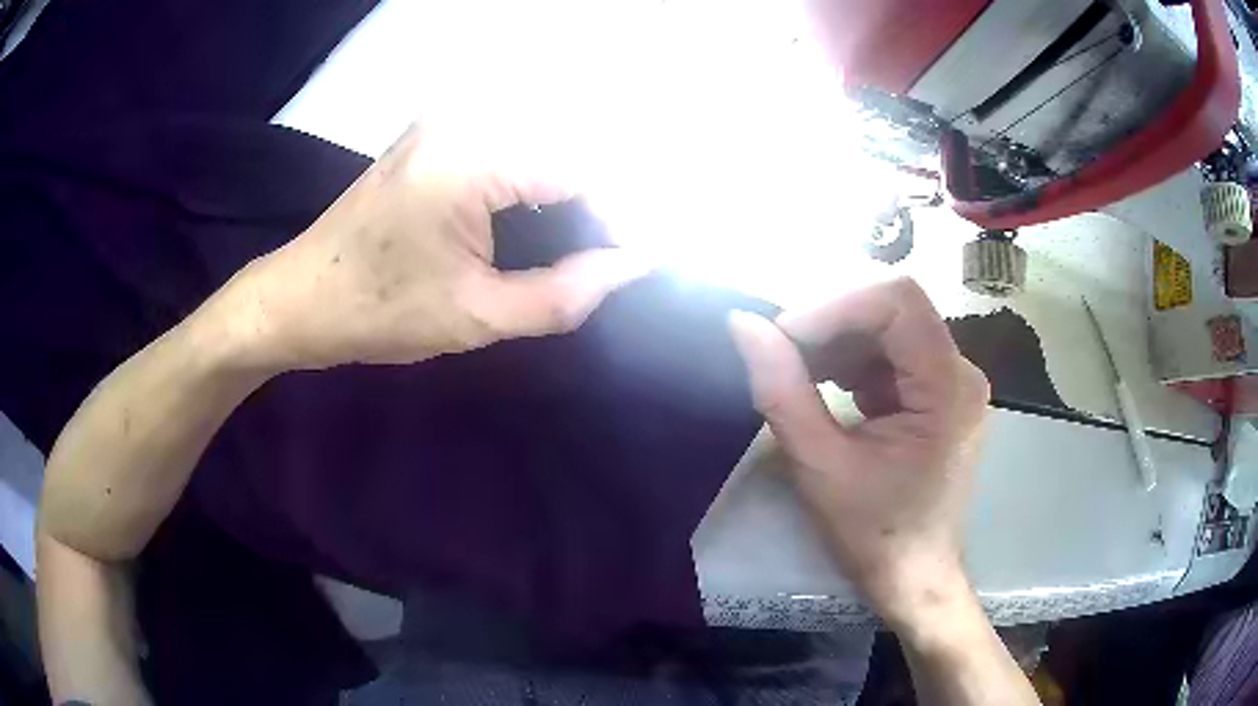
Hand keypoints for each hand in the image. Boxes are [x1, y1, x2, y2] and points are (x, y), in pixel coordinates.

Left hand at [233, 123, 647, 369]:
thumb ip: (564, 294)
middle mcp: (464, 117)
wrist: (300, 295)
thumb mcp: (475, 317)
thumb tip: (632, 267)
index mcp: (469, 157)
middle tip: (633, 243)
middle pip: (571, 139)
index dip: (627, 212)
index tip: (648, 256)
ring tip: (608, 228)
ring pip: (548, 133)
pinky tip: (563, 207)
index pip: (581, 168)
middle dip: (613, 192)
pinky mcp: (442, 129)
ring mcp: (449, 117)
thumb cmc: (376, 313)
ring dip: (585, 178)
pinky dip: (550, 171)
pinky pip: (517, 138)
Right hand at [728, 278, 988, 627]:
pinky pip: (894, 358)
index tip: (783, 337)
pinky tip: (825, 389)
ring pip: (890, 332)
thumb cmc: (875, 534)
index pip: (897, 302)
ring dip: (838, 345)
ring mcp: (953, 384)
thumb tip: (742, 324)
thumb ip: (781, 390)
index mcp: (948, 387)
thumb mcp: (820, 465)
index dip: (835, 307)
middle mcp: (961, 372)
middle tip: (780, 357)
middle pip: (893, 313)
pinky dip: (853, 365)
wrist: (914, 579)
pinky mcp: (939, 397)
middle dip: (832, 326)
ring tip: (797, 376)